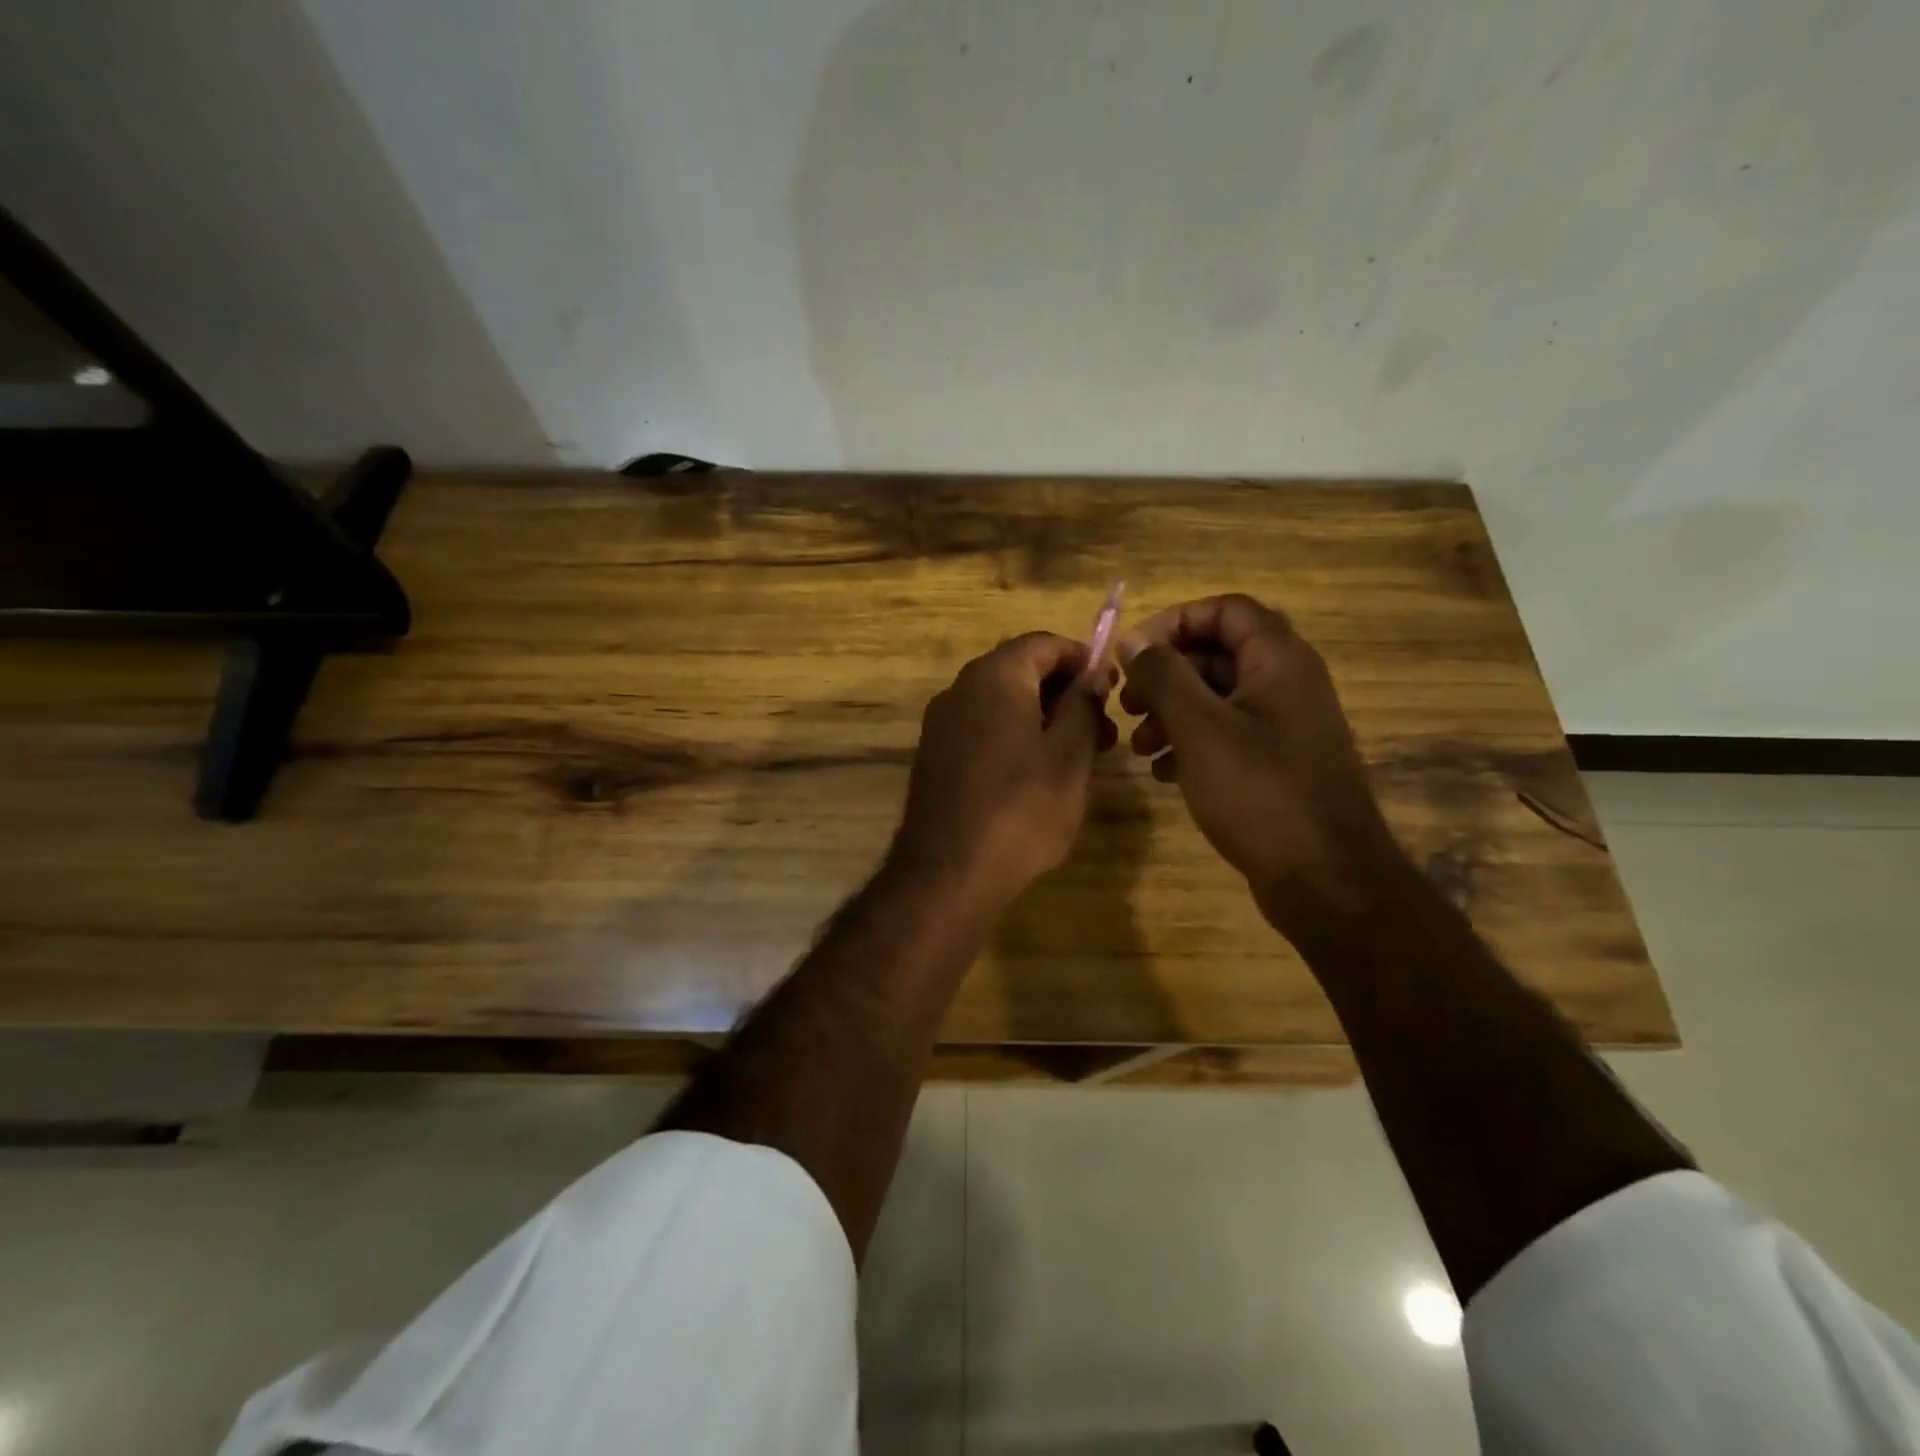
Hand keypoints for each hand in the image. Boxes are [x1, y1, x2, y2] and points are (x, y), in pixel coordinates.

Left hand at [892, 632, 1117, 914]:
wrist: (948, 873)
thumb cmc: (1021, 809)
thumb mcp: (1070, 756)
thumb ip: (1084, 705)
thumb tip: (1092, 673)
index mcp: (995, 677)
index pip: (1043, 643)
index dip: (1082, 658)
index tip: (1111, 687)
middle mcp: (961, 689)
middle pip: (1020, 670)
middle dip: (1064, 692)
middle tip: (1103, 730)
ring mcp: (942, 724)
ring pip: (1001, 703)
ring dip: (1042, 717)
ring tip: (1078, 758)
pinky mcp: (935, 756)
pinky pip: (982, 729)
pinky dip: (1014, 736)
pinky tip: (1037, 774)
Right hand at [1117, 595, 1402, 930]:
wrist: (1325, 878)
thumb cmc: (1259, 792)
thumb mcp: (1200, 728)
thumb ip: (1164, 676)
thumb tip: (1134, 641)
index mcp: (1278, 660)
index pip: (1224, 610)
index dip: (1174, 621)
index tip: (1132, 653)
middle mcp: (1287, 683)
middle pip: (1217, 654)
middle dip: (1165, 675)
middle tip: (1127, 704)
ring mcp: (1285, 726)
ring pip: (1218, 698)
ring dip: (1172, 713)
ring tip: (1140, 747)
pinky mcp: (1279, 763)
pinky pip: (1228, 735)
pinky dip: (1192, 744)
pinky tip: (1164, 773)